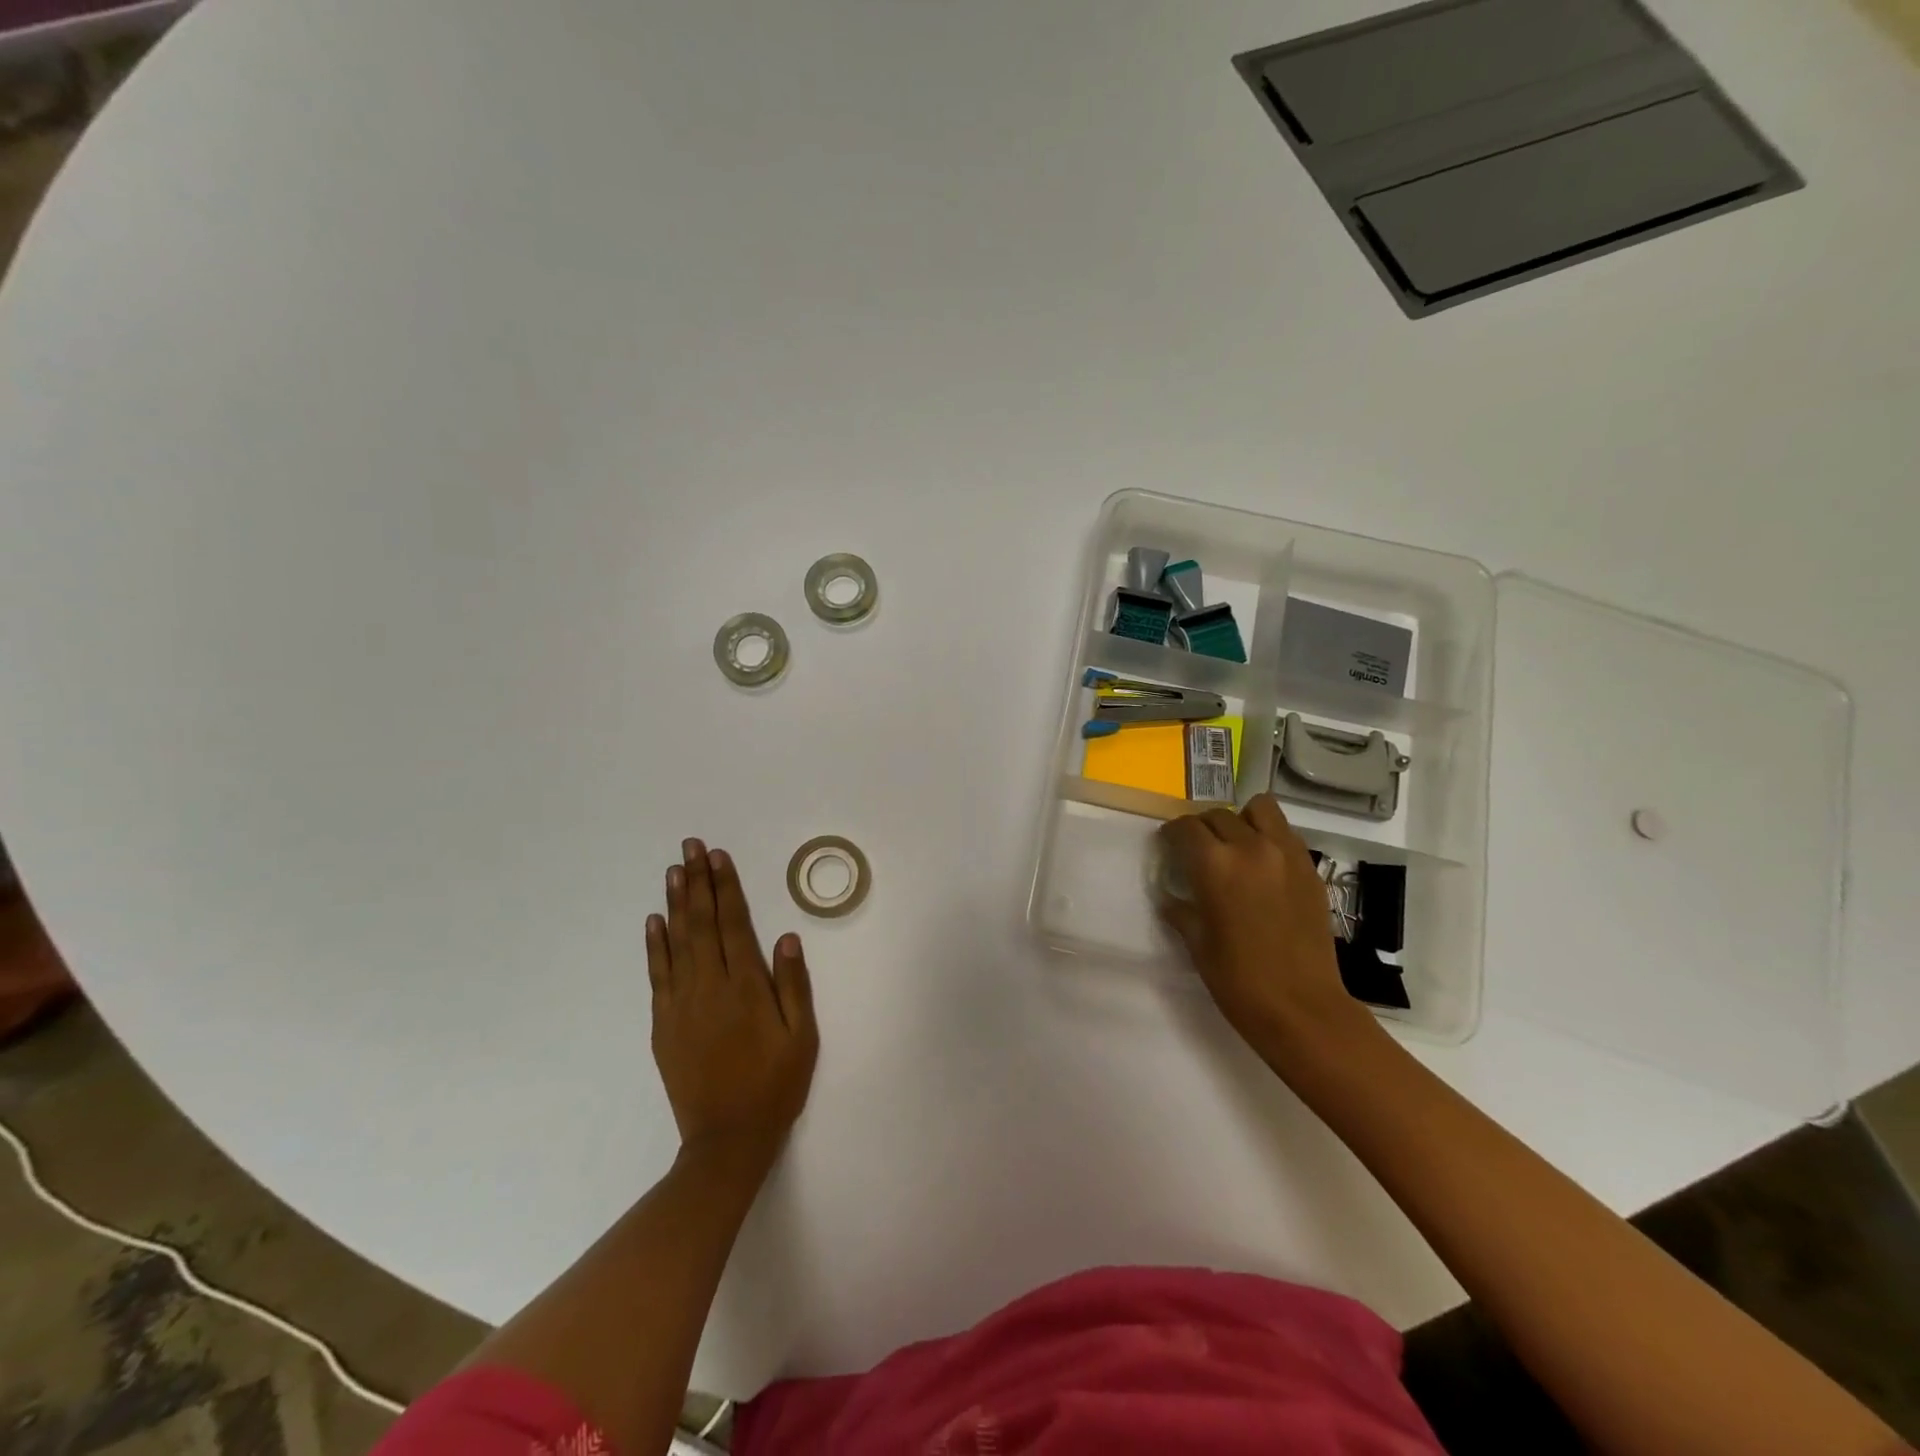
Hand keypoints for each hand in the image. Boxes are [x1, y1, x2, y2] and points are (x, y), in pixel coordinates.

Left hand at [647, 839, 818, 1173]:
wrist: (727, 1139)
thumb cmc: (774, 1085)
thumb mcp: (801, 1037)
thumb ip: (794, 985)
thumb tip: (786, 936)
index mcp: (746, 987)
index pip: (734, 924)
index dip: (726, 887)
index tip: (718, 857)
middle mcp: (710, 986)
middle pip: (702, 923)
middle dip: (697, 882)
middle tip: (690, 847)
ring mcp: (681, 1004)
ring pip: (677, 942)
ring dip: (675, 903)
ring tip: (673, 871)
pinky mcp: (663, 1024)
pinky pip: (657, 974)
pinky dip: (655, 945)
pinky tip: (655, 921)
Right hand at [1156, 796, 1374, 1064]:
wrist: (1301, 1008)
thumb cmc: (1238, 979)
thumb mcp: (1197, 941)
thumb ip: (1181, 909)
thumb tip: (1171, 895)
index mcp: (1215, 864)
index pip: (1186, 827)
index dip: (1172, 834)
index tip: (1169, 847)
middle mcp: (1250, 847)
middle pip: (1219, 815)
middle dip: (1202, 827)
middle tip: (1197, 851)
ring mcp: (1286, 855)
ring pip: (1260, 810)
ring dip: (1241, 820)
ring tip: (1236, 845)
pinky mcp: (1310, 869)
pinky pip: (1285, 833)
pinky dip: (1269, 837)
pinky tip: (1263, 866)